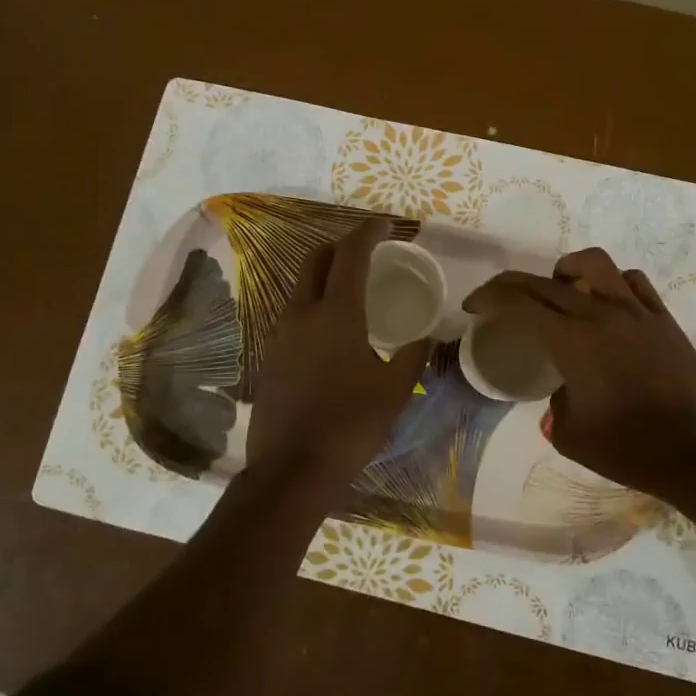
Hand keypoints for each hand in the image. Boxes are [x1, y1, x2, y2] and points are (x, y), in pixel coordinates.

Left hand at [246, 218, 429, 485]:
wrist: (291, 470)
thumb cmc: (350, 426)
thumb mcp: (395, 391)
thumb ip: (413, 356)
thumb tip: (426, 337)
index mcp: (336, 314)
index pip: (350, 254)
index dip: (367, 232)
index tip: (384, 225)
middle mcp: (301, 314)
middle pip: (315, 259)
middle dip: (340, 246)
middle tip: (366, 252)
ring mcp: (279, 334)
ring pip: (300, 286)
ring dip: (324, 275)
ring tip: (351, 289)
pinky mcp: (269, 356)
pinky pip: (292, 314)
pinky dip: (313, 304)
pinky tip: (330, 329)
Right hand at [464, 248, 695, 494]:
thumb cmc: (628, 448)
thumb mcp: (570, 434)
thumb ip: (554, 404)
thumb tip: (562, 388)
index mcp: (571, 341)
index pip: (518, 304)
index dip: (488, 298)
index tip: (472, 306)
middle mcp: (600, 315)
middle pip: (544, 282)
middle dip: (511, 285)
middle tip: (496, 298)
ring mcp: (636, 312)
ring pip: (594, 264)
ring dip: (566, 269)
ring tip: (559, 287)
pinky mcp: (662, 319)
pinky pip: (632, 281)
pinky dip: (610, 283)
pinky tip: (605, 303)